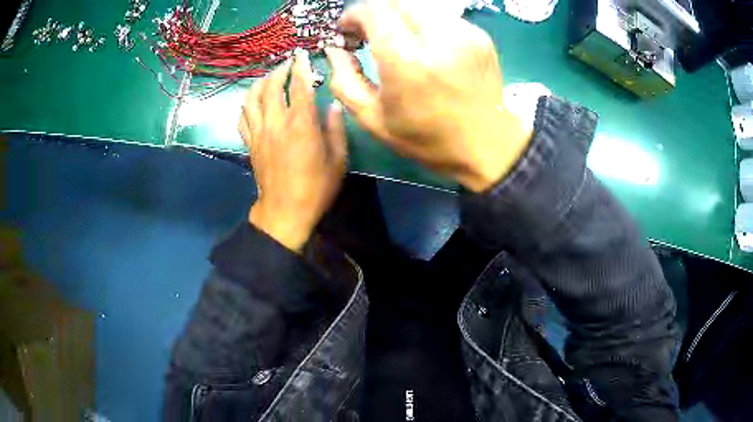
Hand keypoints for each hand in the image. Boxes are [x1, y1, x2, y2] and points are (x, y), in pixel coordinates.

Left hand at [239, 50, 346, 251]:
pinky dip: (246, 106)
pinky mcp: (250, 144)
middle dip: (278, 71)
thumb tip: (333, 106)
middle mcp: (276, 123)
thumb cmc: (316, 188)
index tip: (302, 56)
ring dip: (259, 84)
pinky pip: (242, 119)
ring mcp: (259, 133)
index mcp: (301, 125)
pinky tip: (252, 104)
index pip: (299, 87)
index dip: (301, 68)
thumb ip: (336, 129)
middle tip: (286, 65)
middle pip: (270, 87)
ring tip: (268, 78)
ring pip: (251, 99)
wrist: (285, 212)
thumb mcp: (338, 160)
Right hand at [325, 0, 531, 191]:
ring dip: (400, 17)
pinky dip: (424, 24)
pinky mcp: (480, 36)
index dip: (354, 14)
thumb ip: (344, 80)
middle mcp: (439, 39)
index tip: (349, 30)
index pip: (374, 10)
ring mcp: (465, 34)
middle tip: (370, 33)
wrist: (487, 146)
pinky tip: (425, 47)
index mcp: (408, 62)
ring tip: (397, 40)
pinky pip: (441, 17)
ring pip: (420, 5)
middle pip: (396, 1)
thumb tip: (335, 49)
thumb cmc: (427, 139)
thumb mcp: (374, 119)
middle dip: (376, 12)